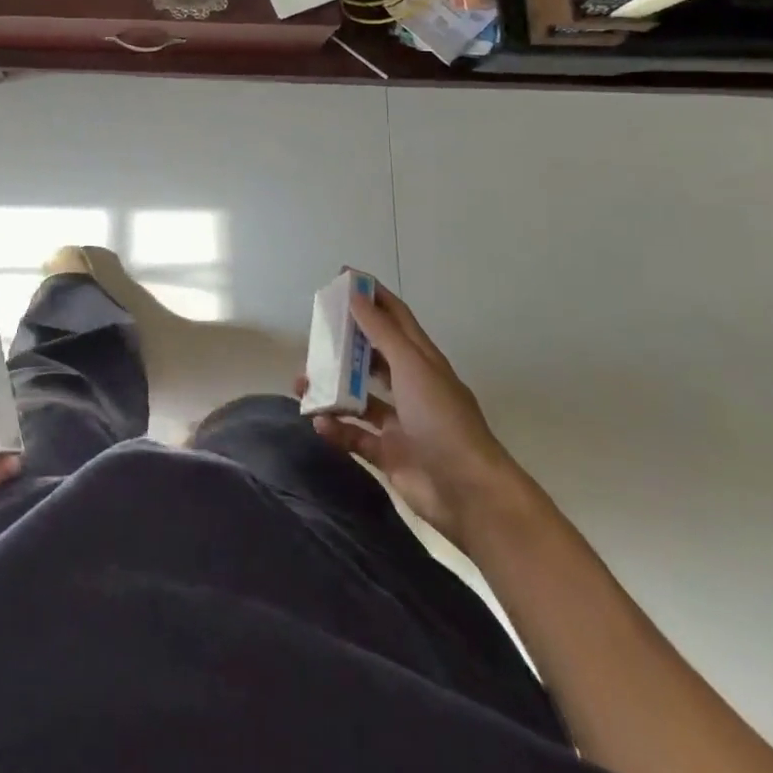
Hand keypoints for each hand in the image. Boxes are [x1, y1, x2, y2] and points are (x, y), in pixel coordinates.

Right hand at [299, 284, 525, 551]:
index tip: (341, 277)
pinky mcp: (389, 453)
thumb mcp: (412, 367)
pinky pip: (354, 434)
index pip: (394, 317)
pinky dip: (336, 428)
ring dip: (331, 388)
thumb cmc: (442, 420)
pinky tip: (320, 422)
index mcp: (421, 361)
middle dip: (342, 344)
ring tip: (302, 383)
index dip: (371, 296)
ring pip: (357, 396)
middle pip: (371, 355)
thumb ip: (381, 332)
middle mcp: (410, 386)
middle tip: (313, 336)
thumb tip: (355, 294)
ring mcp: (400, 422)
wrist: (470, 495)